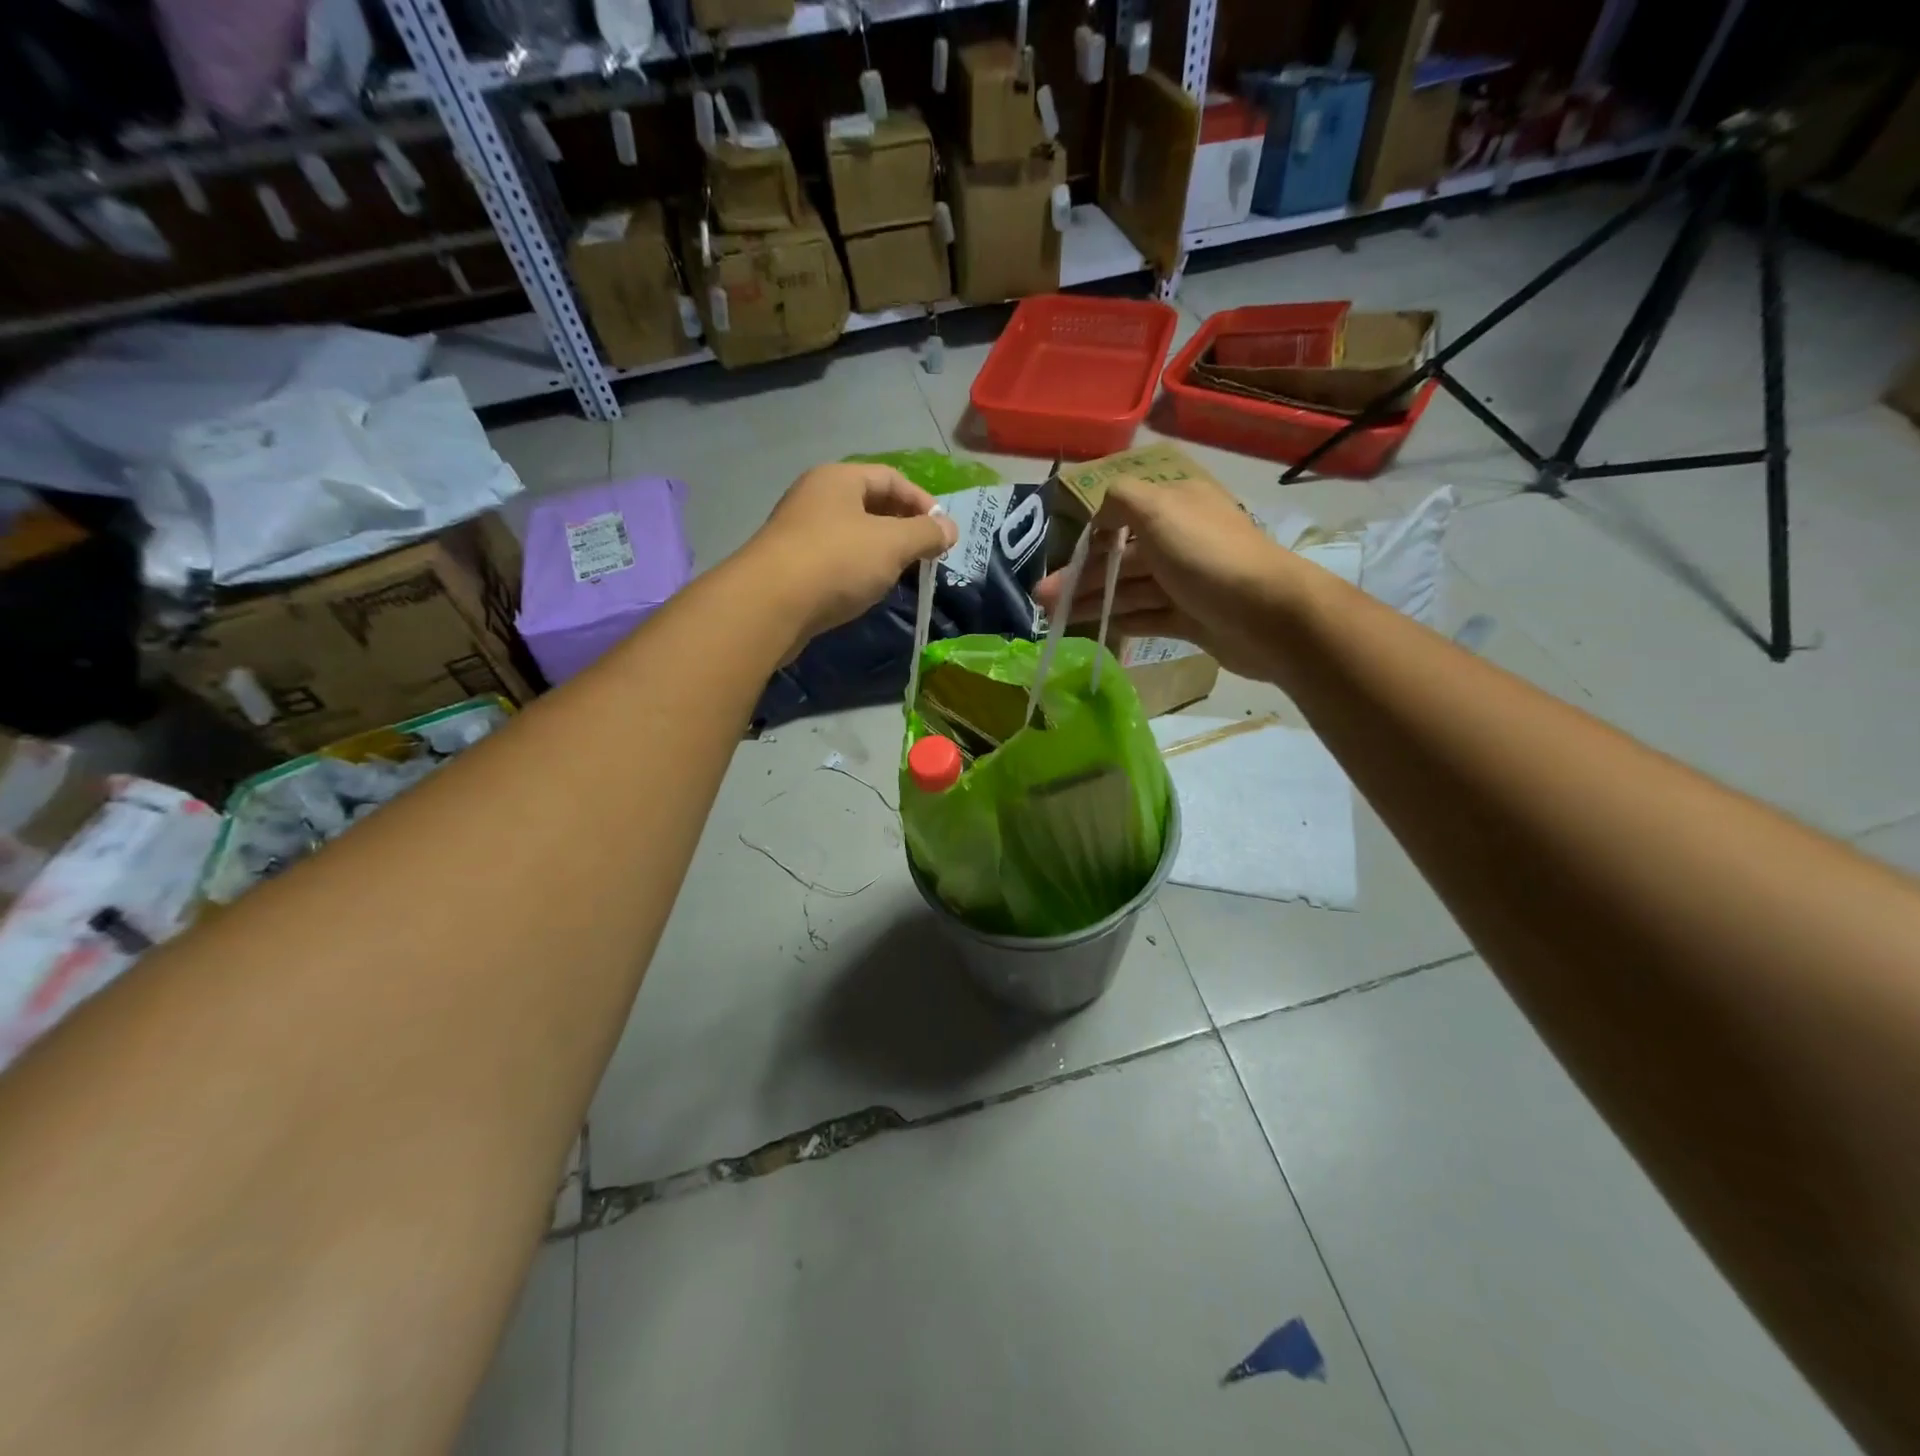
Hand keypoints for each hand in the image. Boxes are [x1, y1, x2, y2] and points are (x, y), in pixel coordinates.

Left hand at [741, 462, 958, 648]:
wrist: (769, 605)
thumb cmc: (836, 561)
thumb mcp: (892, 544)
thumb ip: (925, 534)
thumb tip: (950, 529)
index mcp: (838, 479)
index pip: (891, 478)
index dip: (922, 502)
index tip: (942, 533)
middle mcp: (815, 496)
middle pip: (870, 504)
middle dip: (902, 528)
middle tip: (924, 555)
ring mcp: (799, 531)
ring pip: (852, 534)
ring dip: (880, 552)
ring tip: (899, 575)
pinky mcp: (790, 565)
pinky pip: (834, 559)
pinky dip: (856, 570)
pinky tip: (866, 591)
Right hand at [1033, 474, 1301, 679]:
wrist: (1267, 615)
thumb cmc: (1206, 555)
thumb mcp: (1157, 509)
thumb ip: (1119, 498)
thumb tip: (1098, 512)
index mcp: (1175, 506)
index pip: (1122, 513)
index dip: (1088, 534)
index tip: (1059, 554)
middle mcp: (1181, 539)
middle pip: (1120, 556)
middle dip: (1080, 575)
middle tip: (1042, 599)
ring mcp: (1187, 582)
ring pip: (1129, 589)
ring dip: (1091, 600)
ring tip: (1052, 617)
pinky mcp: (1192, 618)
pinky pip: (1147, 616)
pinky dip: (1119, 620)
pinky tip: (1091, 629)